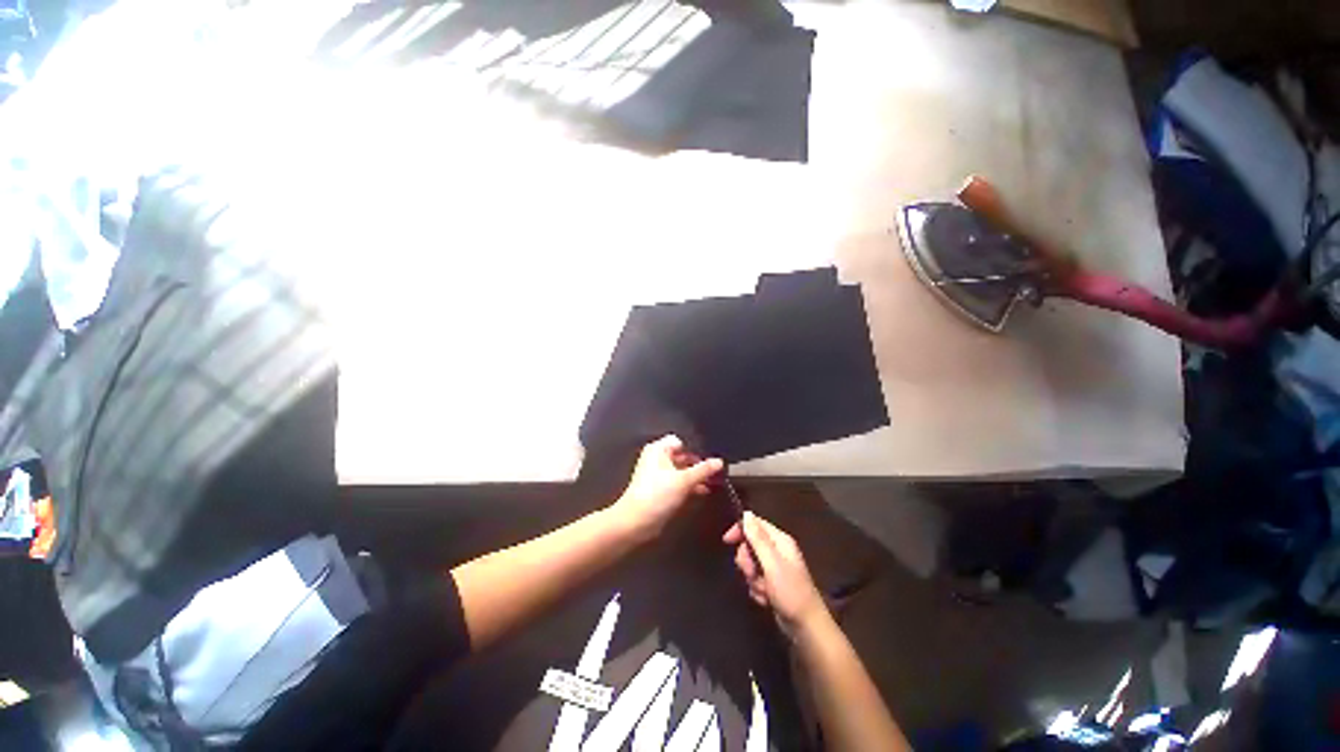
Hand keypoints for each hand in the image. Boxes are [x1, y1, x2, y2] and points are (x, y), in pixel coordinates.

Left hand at [611, 435, 723, 542]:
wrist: (637, 521)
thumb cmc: (658, 494)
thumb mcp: (684, 480)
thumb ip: (703, 470)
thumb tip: (720, 461)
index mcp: (658, 449)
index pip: (680, 442)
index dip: (695, 449)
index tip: (710, 460)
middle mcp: (656, 458)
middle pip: (682, 456)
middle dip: (698, 464)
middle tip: (716, 472)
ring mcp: (657, 474)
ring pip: (681, 470)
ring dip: (696, 476)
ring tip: (714, 482)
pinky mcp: (659, 489)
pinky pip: (678, 482)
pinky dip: (689, 485)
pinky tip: (703, 491)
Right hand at [723, 512, 828, 639]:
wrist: (806, 626)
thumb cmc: (790, 591)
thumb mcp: (772, 563)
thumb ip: (758, 539)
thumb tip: (746, 513)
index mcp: (780, 540)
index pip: (755, 524)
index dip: (740, 529)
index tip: (727, 540)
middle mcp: (777, 551)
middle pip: (750, 545)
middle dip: (747, 561)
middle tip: (751, 573)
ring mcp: (774, 568)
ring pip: (751, 564)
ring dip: (752, 578)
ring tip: (763, 590)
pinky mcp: (772, 584)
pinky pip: (755, 579)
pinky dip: (757, 589)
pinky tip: (766, 599)